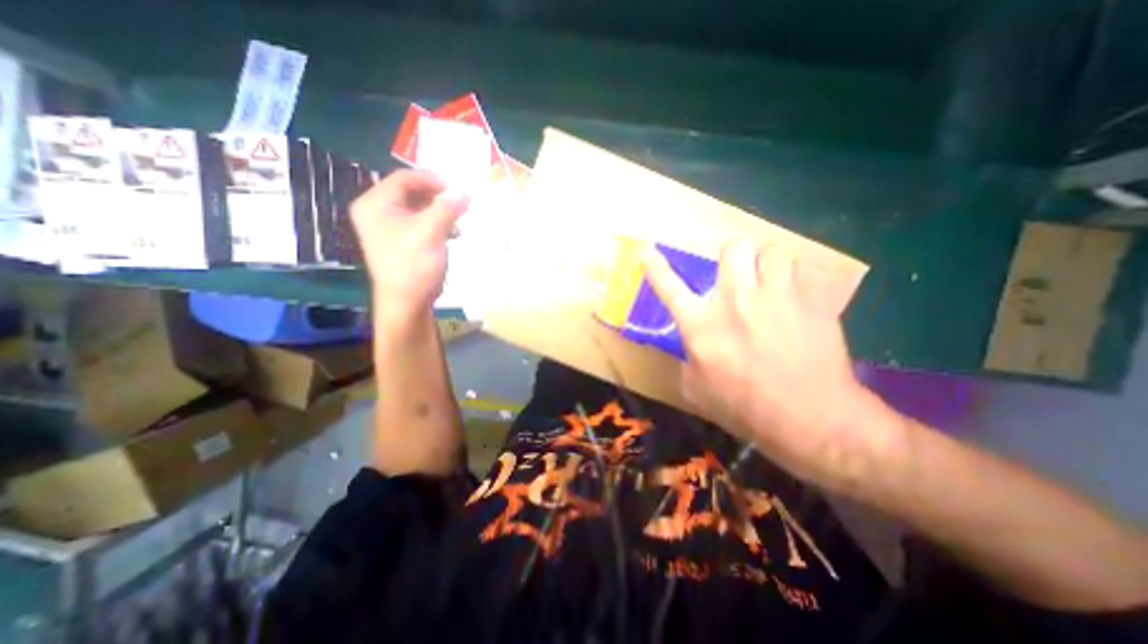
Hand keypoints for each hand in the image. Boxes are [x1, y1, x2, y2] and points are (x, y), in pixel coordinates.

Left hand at [355, 169, 469, 322]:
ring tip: (458, 222)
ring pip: (418, 207)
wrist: (407, 302)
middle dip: (438, 197)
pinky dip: (437, 224)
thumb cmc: (413, 265)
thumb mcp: (430, 233)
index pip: (403, 178)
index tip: (456, 188)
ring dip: (440, 211)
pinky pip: (421, 222)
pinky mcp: (401, 240)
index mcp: (375, 204)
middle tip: (459, 203)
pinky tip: (452, 233)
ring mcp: (389, 227)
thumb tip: (465, 191)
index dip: (431, 179)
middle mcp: (378, 211)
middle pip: (411, 192)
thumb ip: (447, 208)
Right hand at [642, 242, 901, 486]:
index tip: (647, 252)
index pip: (669, 287)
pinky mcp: (811, 300)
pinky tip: (795, 298)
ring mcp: (775, 296)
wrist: (810, 419)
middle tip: (737, 275)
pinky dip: (794, 278)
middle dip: (732, 256)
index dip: (655, 267)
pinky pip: (801, 269)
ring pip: (770, 251)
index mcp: (700, 324)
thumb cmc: (744, 407)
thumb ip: (687, 356)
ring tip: (768, 283)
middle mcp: (734, 300)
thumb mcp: (696, 388)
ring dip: (765, 264)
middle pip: (732, 248)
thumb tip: (691, 341)